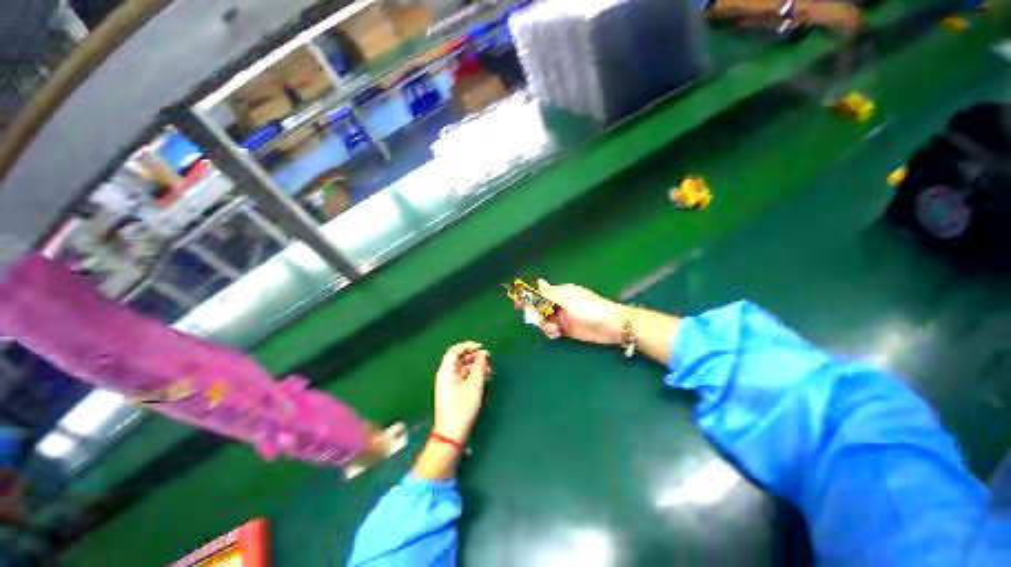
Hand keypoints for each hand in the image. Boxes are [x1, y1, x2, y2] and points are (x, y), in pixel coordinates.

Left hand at [433, 342, 490, 442]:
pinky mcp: (453, 392)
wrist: (451, 434)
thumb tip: (483, 354)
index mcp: (446, 371)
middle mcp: (445, 375)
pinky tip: (485, 378)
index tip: (481, 347)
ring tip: (490, 368)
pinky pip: (463, 377)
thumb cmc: (462, 407)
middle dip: (474, 356)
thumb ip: (479, 366)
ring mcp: (449, 384)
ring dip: (476, 366)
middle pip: (459, 359)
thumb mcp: (474, 384)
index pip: (455, 350)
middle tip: (488, 357)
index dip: (468, 346)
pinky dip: (474, 375)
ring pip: (463, 368)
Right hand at [532, 279, 625, 344]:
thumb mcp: (570, 300)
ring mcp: (563, 317)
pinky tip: (556, 334)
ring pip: (544, 320)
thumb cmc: (591, 309)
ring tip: (554, 329)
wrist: (612, 326)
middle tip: (538, 320)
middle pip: (539, 308)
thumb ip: (551, 294)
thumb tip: (538, 281)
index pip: (540, 293)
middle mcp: (559, 304)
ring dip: (544, 325)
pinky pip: (552, 330)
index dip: (528, 297)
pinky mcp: (567, 329)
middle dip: (536, 314)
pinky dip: (550, 332)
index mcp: (560, 292)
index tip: (518, 304)